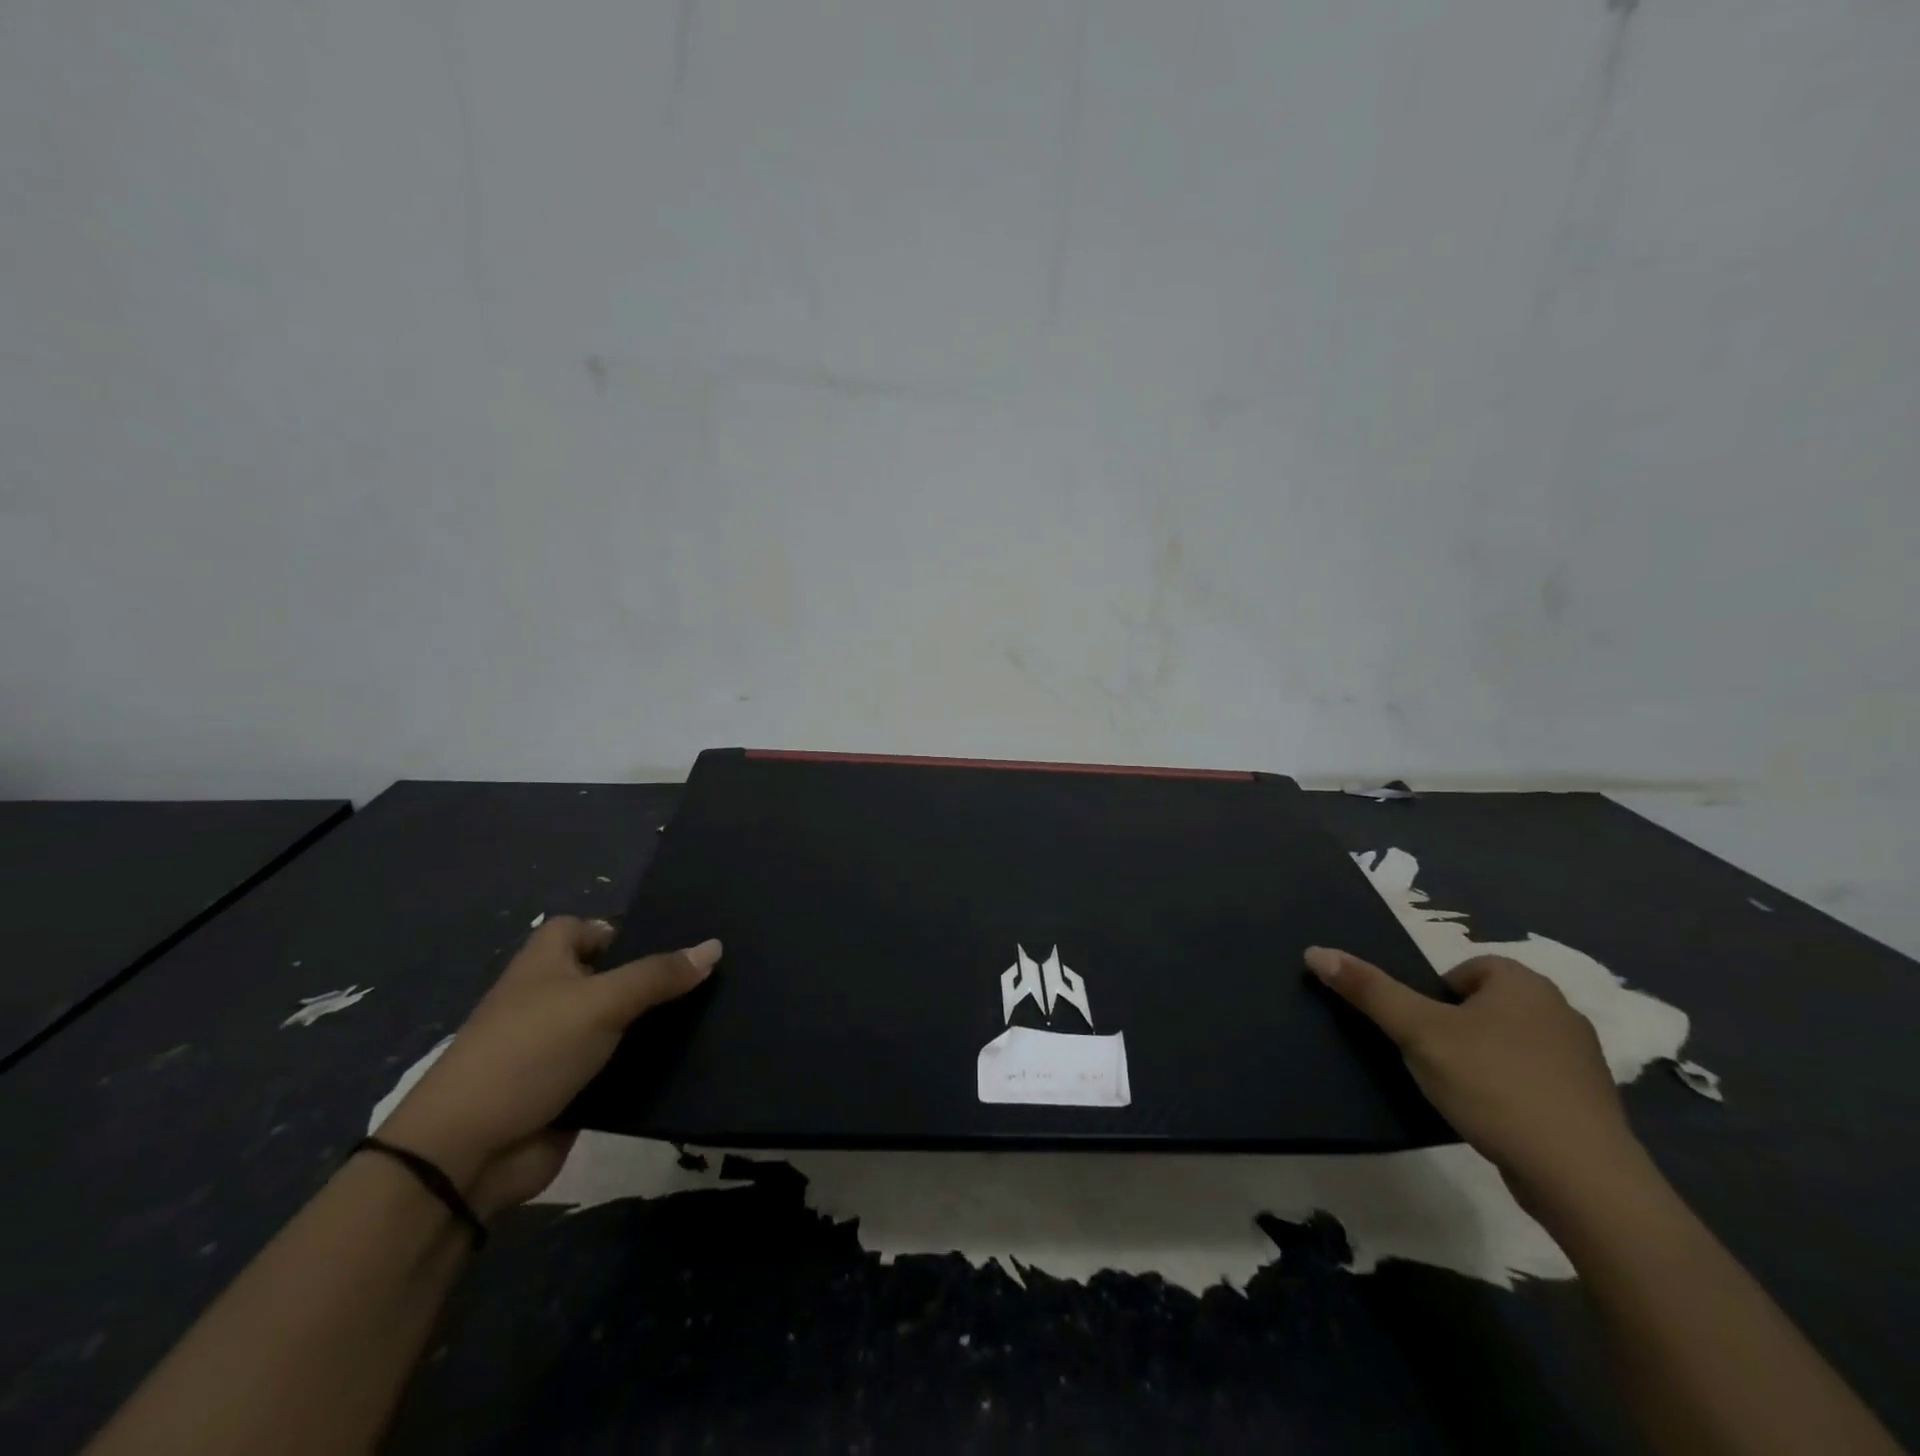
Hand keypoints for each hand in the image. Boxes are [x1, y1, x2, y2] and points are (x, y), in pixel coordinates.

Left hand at [378, 918, 721, 1217]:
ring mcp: (559, 1047)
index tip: (667, 942)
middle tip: (706, 977)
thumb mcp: (601, 1002)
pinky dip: (643, 1065)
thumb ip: (659, 975)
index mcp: (545, 964)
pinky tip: (687, 1060)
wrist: (470, 1153)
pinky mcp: (571, 1089)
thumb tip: (715, 946)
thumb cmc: (530, 1053)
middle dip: (651, 977)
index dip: (618, 930)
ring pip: (617, 1023)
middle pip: (608, 975)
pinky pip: (617, 1066)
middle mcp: (550, 999)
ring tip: (711, 1013)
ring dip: (652, 1024)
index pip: (582, 928)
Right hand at [1304, 946, 1648, 1211]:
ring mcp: (1581, 1061)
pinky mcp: (1590, 1106)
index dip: (1434, 997)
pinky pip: (1533, 1081)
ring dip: (1482, 1061)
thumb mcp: (1418, 1031)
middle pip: (1483, 1006)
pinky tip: (1493, 1118)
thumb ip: (1368, 990)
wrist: (1581, 1178)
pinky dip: (1509, 1092)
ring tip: (1459, 1092)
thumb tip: (1315, 950)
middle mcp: (1560, 1012)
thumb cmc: (1493, 1084)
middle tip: (1432, 1059)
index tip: (1422, 1031)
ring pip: (1508, 1045)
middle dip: (1455, 1028)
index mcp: (1525, 984)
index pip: (1464, 970)